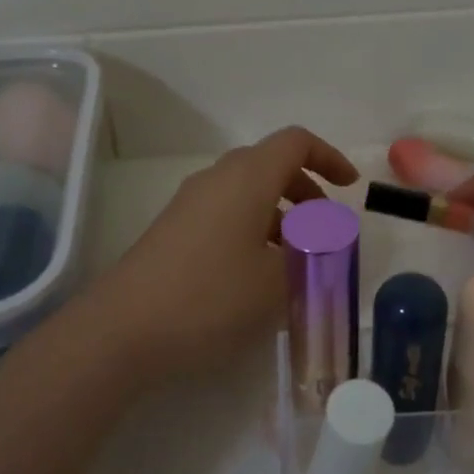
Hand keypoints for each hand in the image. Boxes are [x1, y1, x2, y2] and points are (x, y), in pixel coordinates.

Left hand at [83, 126, 357, 379]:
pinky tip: (257, 274)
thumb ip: (311, 254)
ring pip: (246, 191)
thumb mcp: (278, 280)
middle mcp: (217, 179)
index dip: (329, 158)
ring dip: (280, 214)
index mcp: (247, 178)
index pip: (296, 142)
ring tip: (295, 259)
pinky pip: (225, 213)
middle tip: (324, 229)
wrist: (124, 330)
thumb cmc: (212, 297)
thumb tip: (319, 238)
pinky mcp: (173, 230)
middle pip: (270, 164)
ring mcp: (190, 204)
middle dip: (306, 190)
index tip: (350, 188)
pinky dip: (253, 229)